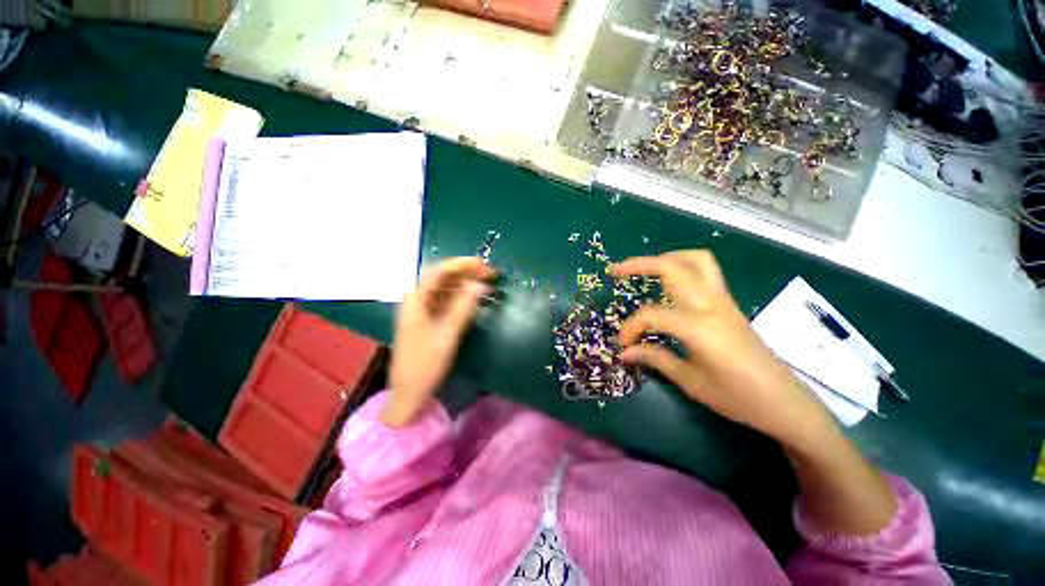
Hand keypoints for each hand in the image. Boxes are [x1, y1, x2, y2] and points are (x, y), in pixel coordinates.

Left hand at [382, 257, 495, 427]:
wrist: (409, 393)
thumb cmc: (424, 365)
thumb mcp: (447, 336)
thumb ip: (463, 308)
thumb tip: (480, 285)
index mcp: (415, 300)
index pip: (438, 271)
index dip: (462, 265)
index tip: (483, 266)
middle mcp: (418, 300)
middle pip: (443, 277)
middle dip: (467, 272)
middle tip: (490, 274)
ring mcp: (424, 309)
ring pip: (447, 288)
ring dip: (467, 284)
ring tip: (487, 284)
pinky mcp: (431, 319)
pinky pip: (448, 301)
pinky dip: (463, 297)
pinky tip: (476, 299)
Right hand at [612, 250, 835, 449]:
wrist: (786, 403)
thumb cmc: (738, 398)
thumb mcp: (690, 381)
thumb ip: (654, 358)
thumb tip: (624, 351)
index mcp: (700, 327)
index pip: (652, 315)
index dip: (631, 328)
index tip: (623, 344)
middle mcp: (712, 305)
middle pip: (672, 268)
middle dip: (639, 265)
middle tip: (616, 271)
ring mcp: (724, 301)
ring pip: (695, 260)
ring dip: (665, 258)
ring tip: (644, 268)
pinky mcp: (730, 304)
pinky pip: (706, 271)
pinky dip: (682, 266)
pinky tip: (669, 282)